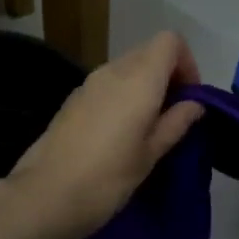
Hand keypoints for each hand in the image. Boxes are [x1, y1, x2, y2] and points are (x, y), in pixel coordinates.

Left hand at [0, 31, 204, 238]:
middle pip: (149, 52)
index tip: (190, 98)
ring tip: (148, 128)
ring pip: (127, 68)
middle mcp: (113, 71)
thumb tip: (194, 104)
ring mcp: (88, 83)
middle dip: (168, 76)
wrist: (44, 196)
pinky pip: (108, 85)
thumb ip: (176, 122)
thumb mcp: (151, 154)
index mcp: (138, 79)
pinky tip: (120, 134)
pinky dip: (123, 97)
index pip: (170, 41)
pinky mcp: (73, 100)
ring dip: (145, 87)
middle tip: (173, 116)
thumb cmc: (107, 178)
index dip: (187, 63)